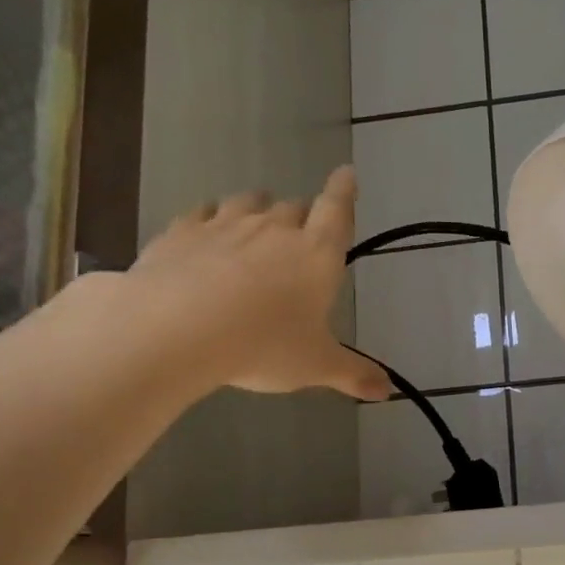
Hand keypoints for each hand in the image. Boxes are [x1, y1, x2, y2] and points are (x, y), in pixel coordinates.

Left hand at [119, 166, 389, 400]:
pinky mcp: (180, 232)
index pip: (337, 210)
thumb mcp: (315, 366)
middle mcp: (274, 229)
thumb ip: (353, 374)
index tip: (347, 172)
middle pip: (294, 207)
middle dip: (300, 216)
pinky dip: (208, 218)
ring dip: (256, 210)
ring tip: (254, 225)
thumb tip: (387, 391)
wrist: (177, 330)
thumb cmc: (264, 345)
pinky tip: (204, 231)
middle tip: (299, 236)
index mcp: (316, 254)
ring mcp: (224, 225)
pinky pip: (200, 213)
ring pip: (247, 202)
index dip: (344, 191)